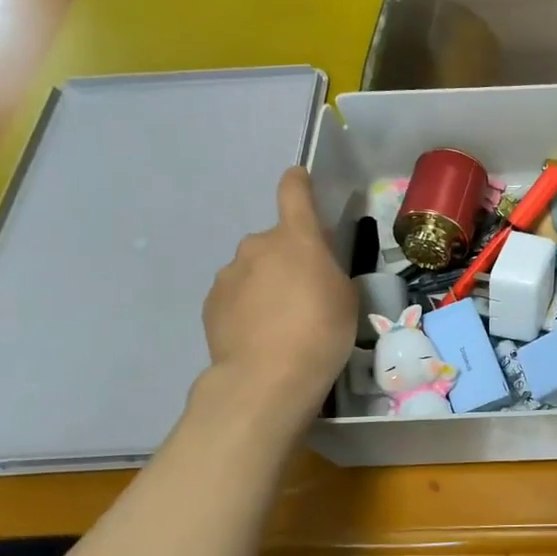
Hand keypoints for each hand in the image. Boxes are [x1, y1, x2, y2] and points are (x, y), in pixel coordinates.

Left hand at [201, 168, 354, 416]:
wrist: (268, 377)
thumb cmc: (322, 330)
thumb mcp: (345, 296)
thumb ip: (327, 271)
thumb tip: (311, 268)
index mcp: (296, 237)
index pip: (293, 193)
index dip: (298, 183)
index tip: (299, 178)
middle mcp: (257, 245)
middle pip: (276, 241)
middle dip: (289, 257)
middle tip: (307, 291)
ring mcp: (229, 274)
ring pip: (254, 269)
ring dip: (267, 283)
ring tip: (283, 321)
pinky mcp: (211, 303)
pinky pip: (237, 294)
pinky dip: (249, 306)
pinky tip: (261, 334)